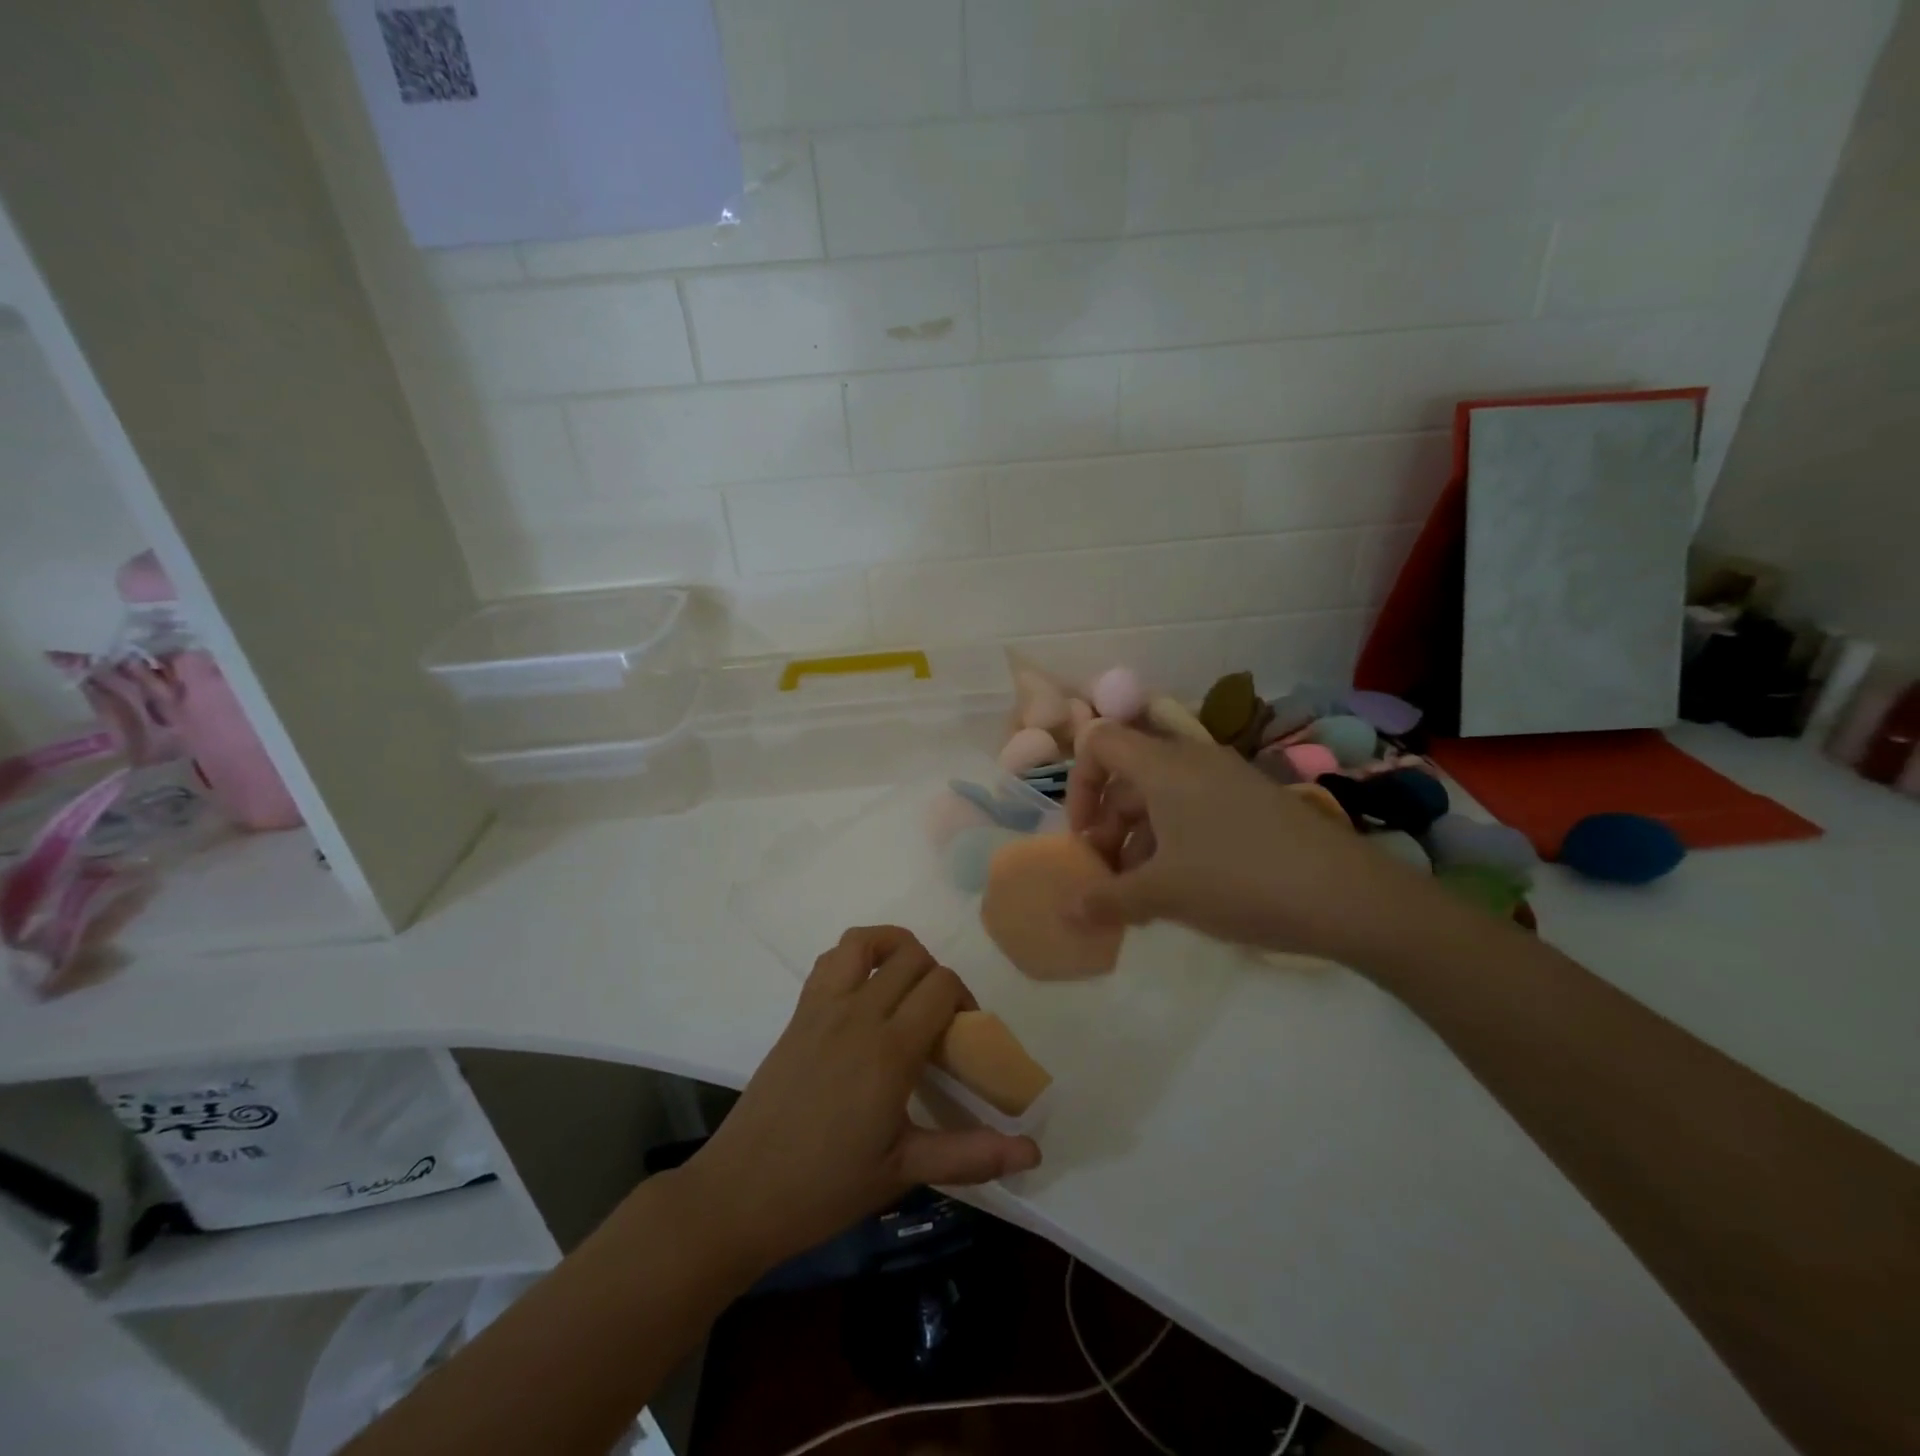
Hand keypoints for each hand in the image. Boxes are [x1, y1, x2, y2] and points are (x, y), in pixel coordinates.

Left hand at [680, 926, 1040, 1272]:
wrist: (741, 1193)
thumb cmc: (826, 1187)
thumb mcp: (903, 1171)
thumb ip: (970, 1154)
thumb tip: (1033, 1152)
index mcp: (890, 1050)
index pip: (942, 986)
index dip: (964, 1001)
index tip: (963, 1038)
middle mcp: (859, 1014)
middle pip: (913, 958)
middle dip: (938, 978)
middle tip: (939, 1022)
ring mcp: (823, 1007)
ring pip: (867, 941)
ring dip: (896, 949)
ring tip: (906, 986)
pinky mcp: (799, 1012)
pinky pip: (831, 959)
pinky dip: (857, 955)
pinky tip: (864, 992)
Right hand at [1066, 721, 1427, 960]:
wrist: (1348, 895)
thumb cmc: (1238, 880)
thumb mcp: (1163, 894)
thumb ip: (1107, 900)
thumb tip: (1066, 912)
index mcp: (1163, 766)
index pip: (1099, 742)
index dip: (1079, 784)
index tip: (1084, 836)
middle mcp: (1192, 760)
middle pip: (1128, 775)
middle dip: (1107, 823)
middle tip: (1108, 876)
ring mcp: (1227, 779)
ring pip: (1162, 797)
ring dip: (1139, 838)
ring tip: (1142, 894)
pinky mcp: (1253, 802)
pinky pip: (1195, 809)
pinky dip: (1174, 840)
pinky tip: (1183, 887)